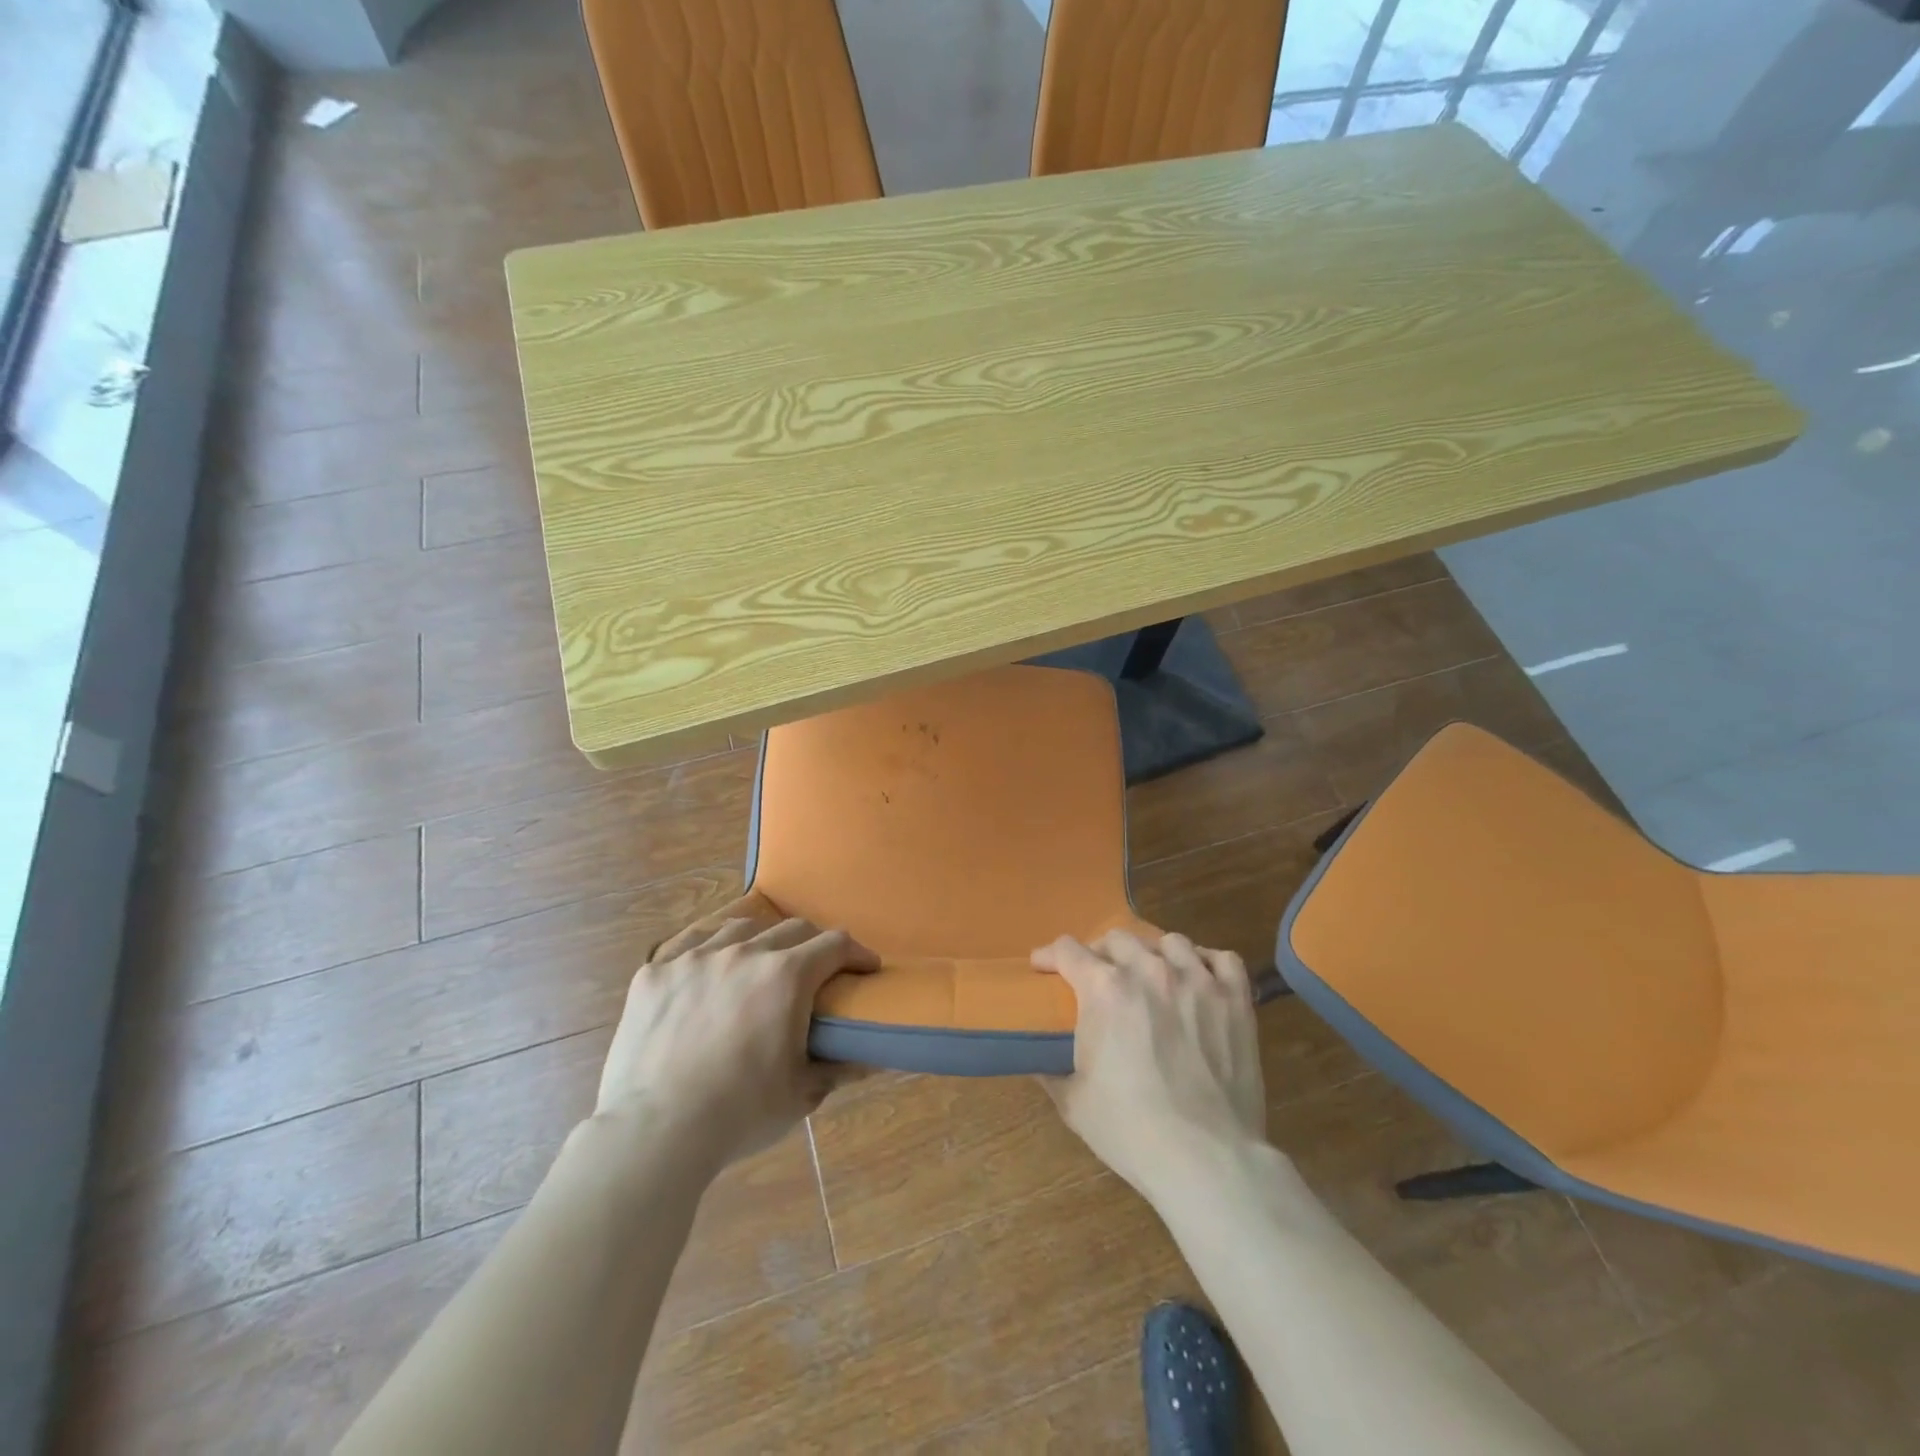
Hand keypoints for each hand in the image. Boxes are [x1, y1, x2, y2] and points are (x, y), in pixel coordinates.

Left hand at [594, 916, 878, 1171]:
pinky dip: (708, 947)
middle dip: (813, 945)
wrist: (655, 1133)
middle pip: (792, 929)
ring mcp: (695, 958)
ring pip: (740, 928)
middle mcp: (745, 952)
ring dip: (761, 940)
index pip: (835, 944)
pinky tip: (707, 964)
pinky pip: (688, 941)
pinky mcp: (655, 972)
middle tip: (816, 970)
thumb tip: (872, 1058)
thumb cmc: (740, 1114)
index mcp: (787, 975)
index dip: (857, 953)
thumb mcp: (802, 1094)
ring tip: (759, 963)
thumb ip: (840, 1068)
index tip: (865, 968)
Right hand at [1034, 930, 1266, 1200]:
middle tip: (1098, 980)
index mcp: (1104, 988)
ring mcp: (1197, 980)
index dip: (1050, 956)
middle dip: (1100, 954)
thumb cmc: (1130, 1130)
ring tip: (1151, 977)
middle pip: (1116, 939)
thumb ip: (1050, 1067)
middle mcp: (1149, 970)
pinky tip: (1199, 980)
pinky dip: (1206, 963)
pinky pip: (1222, 959)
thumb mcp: (1073, 1100)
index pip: (1068, 950)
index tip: (1043, 967)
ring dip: (1152, 954)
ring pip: (1169, 941)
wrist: (1206, 1160)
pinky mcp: (1235, 999)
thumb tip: (1037, 1056)